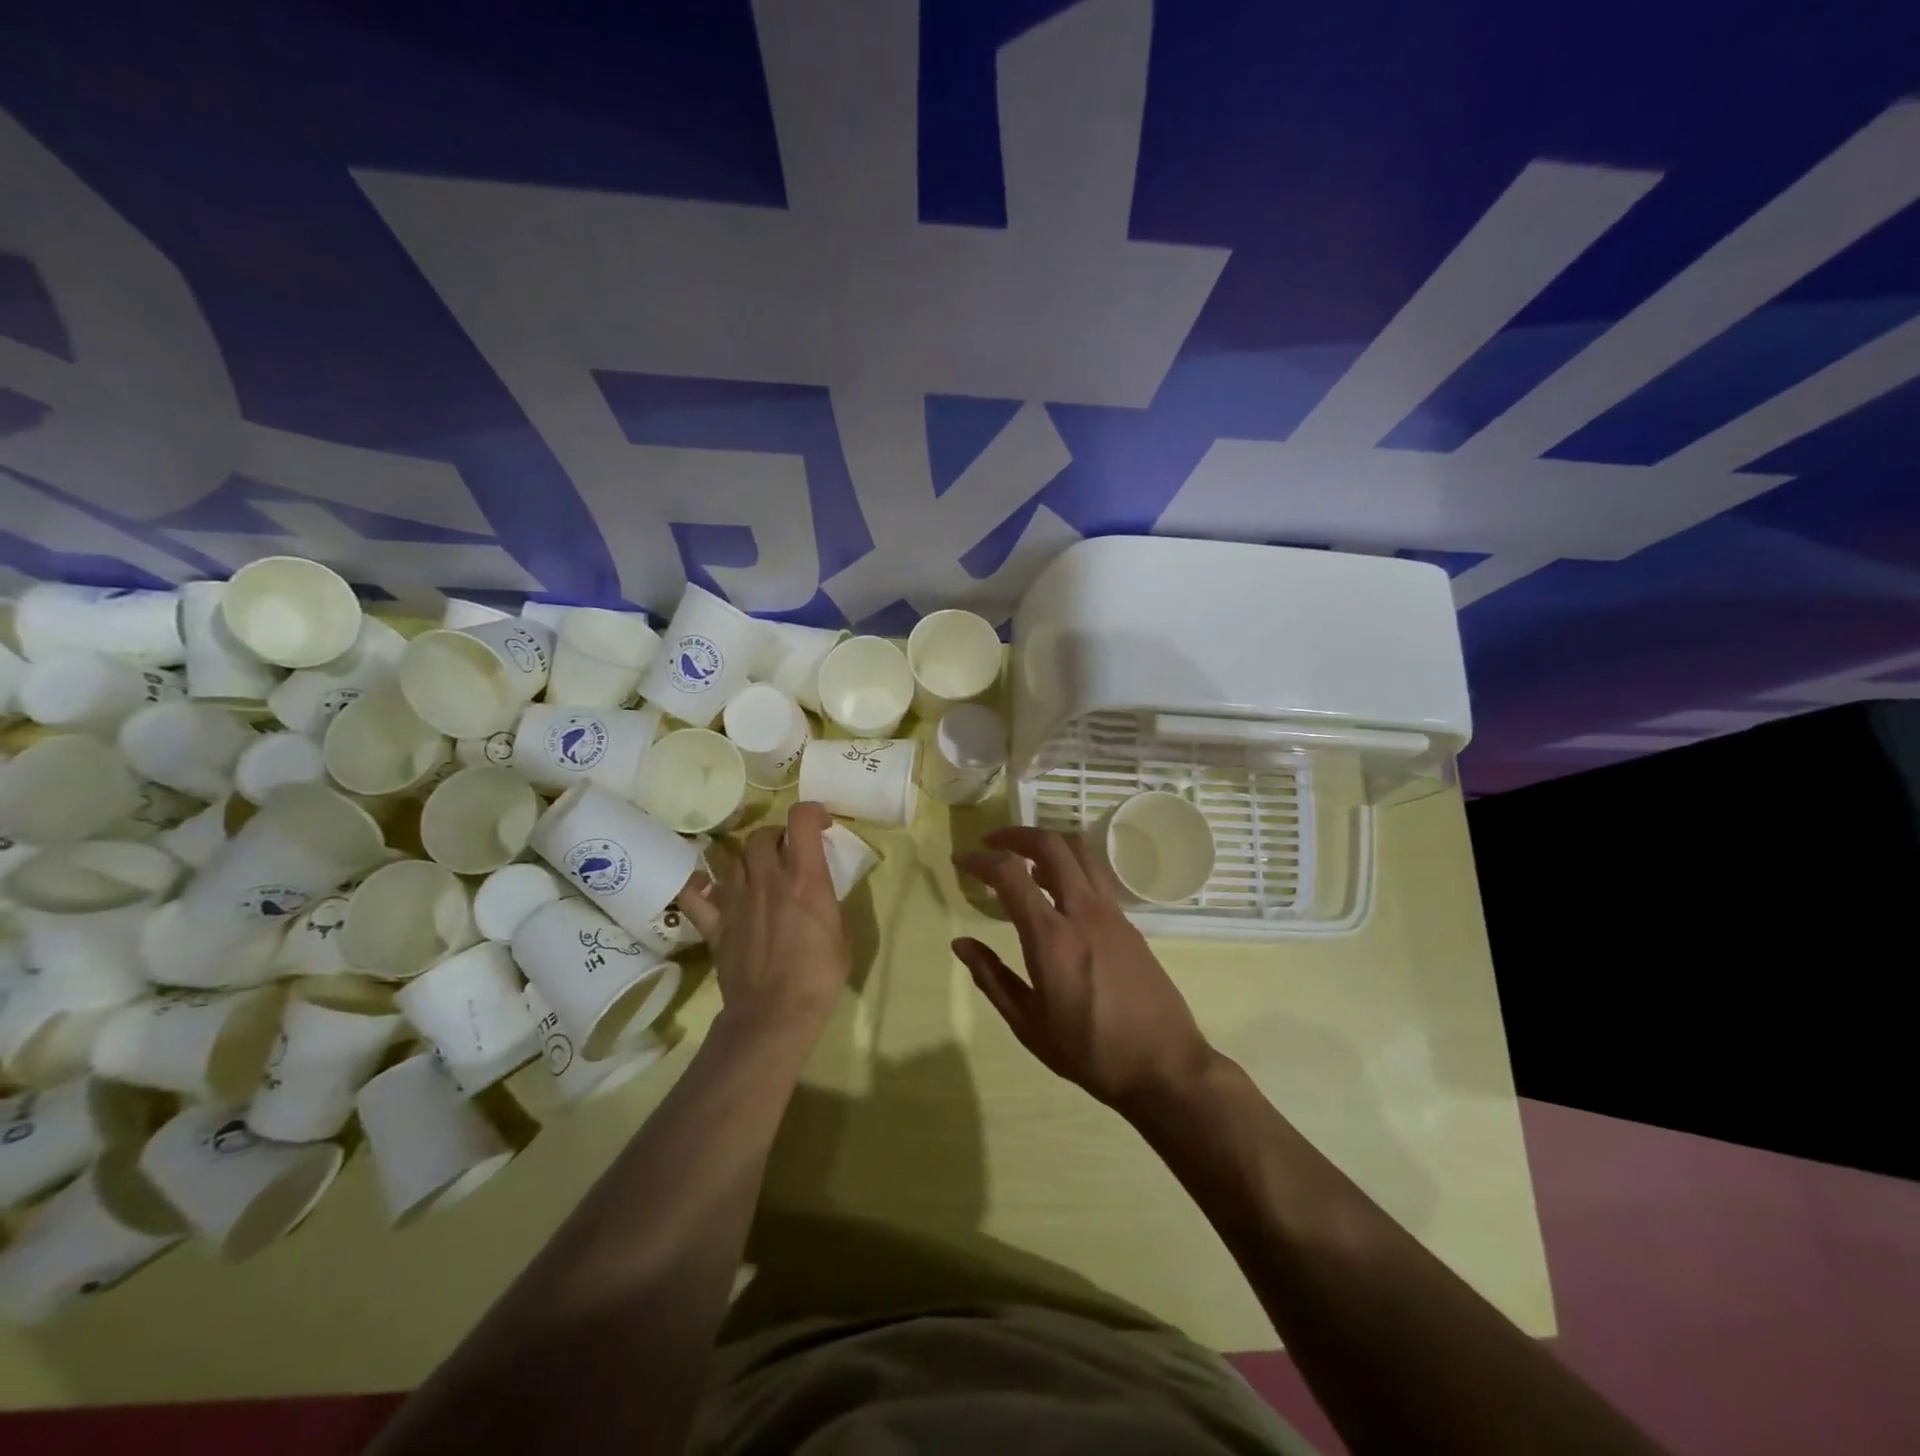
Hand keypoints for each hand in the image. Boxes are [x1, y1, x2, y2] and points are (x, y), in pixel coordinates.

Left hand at [679, 801, 850, 1041]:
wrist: (775, 1014)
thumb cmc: (819, 976)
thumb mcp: (841, 933)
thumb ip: (826, 903)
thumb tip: (818, 894)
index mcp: (805, 879)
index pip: (801, 820)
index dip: (812, 812)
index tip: (821, 824)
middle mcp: (767, 879)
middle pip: (760, 835)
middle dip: (775, 835)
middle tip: (785, 850)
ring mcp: (736, 900)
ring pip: (729, 856)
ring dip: (743, 856)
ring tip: (752, 868)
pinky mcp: (715, 924)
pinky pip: (694, 894)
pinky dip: (697, 885)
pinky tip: (705, 885)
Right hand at [954, 827, 1216, 1112]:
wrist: (1165, 1066)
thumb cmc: (1090, 1053)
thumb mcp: (1029, 1025)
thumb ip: (992, 978)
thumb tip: (961, 944)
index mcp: (1051, 937)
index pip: (1010, 874)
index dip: (982, 861)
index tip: (964, 861)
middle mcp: (1083, 912)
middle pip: (1051, 845)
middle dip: (1016, 834)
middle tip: (992, 843)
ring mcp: (1111, 913)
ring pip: (1080, 852)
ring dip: (1047, 844)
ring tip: (1024, 862)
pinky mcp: (1128, 922)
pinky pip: (1094, 876)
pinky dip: (1069, 866)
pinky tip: (1056, 892)